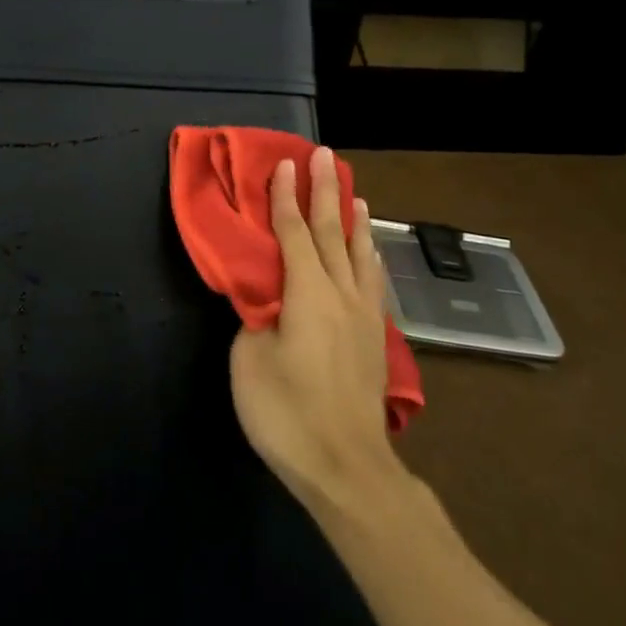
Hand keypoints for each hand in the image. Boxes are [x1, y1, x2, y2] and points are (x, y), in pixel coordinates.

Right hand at [230, 148, 404, 511]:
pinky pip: (371, 281)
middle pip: (333, 233)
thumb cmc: (287, 413)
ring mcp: (364, 317)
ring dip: (354, 220)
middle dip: (325, 193)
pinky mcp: (374, 339)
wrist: (347, 467)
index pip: (295, 234)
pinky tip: (369, 255)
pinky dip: (369, 257)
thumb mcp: (250, 360)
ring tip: (355, 194)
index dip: (285, 198)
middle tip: (324, 157)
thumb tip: (264, 297)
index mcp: (308, 294)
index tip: (284, 165)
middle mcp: (342, 295)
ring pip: (360, 255)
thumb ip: (256, 317)